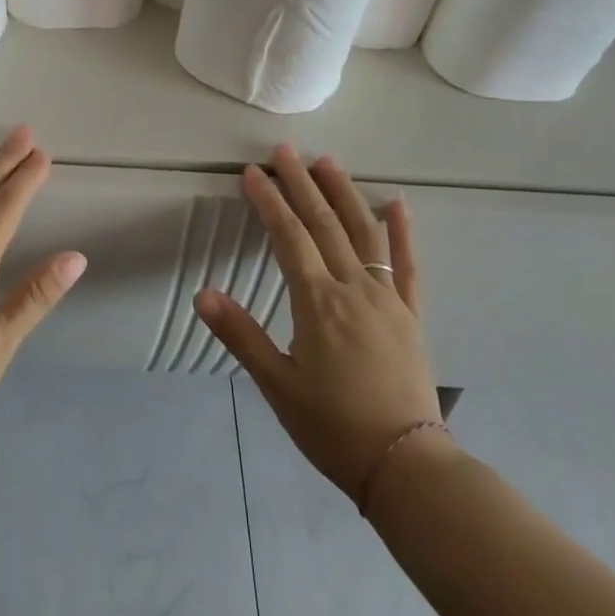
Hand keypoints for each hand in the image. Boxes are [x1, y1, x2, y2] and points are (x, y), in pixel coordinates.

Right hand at [196, 144, 448, 500]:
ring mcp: (388, 299)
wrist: (406, 465)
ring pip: (365, 233)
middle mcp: (355, 289)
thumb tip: (202, 293)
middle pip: (324, 224)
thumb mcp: (277, 386)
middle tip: (285, 150)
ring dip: (344, 194)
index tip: (252, 173)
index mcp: (318, 303)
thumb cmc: (332, 427)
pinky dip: (402, 231)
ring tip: (327, 161)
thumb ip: (241, 335)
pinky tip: (397, 202)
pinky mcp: (412, 314)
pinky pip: (408, 264)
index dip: (269, 202)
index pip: (288, 238)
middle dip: (302, 184)